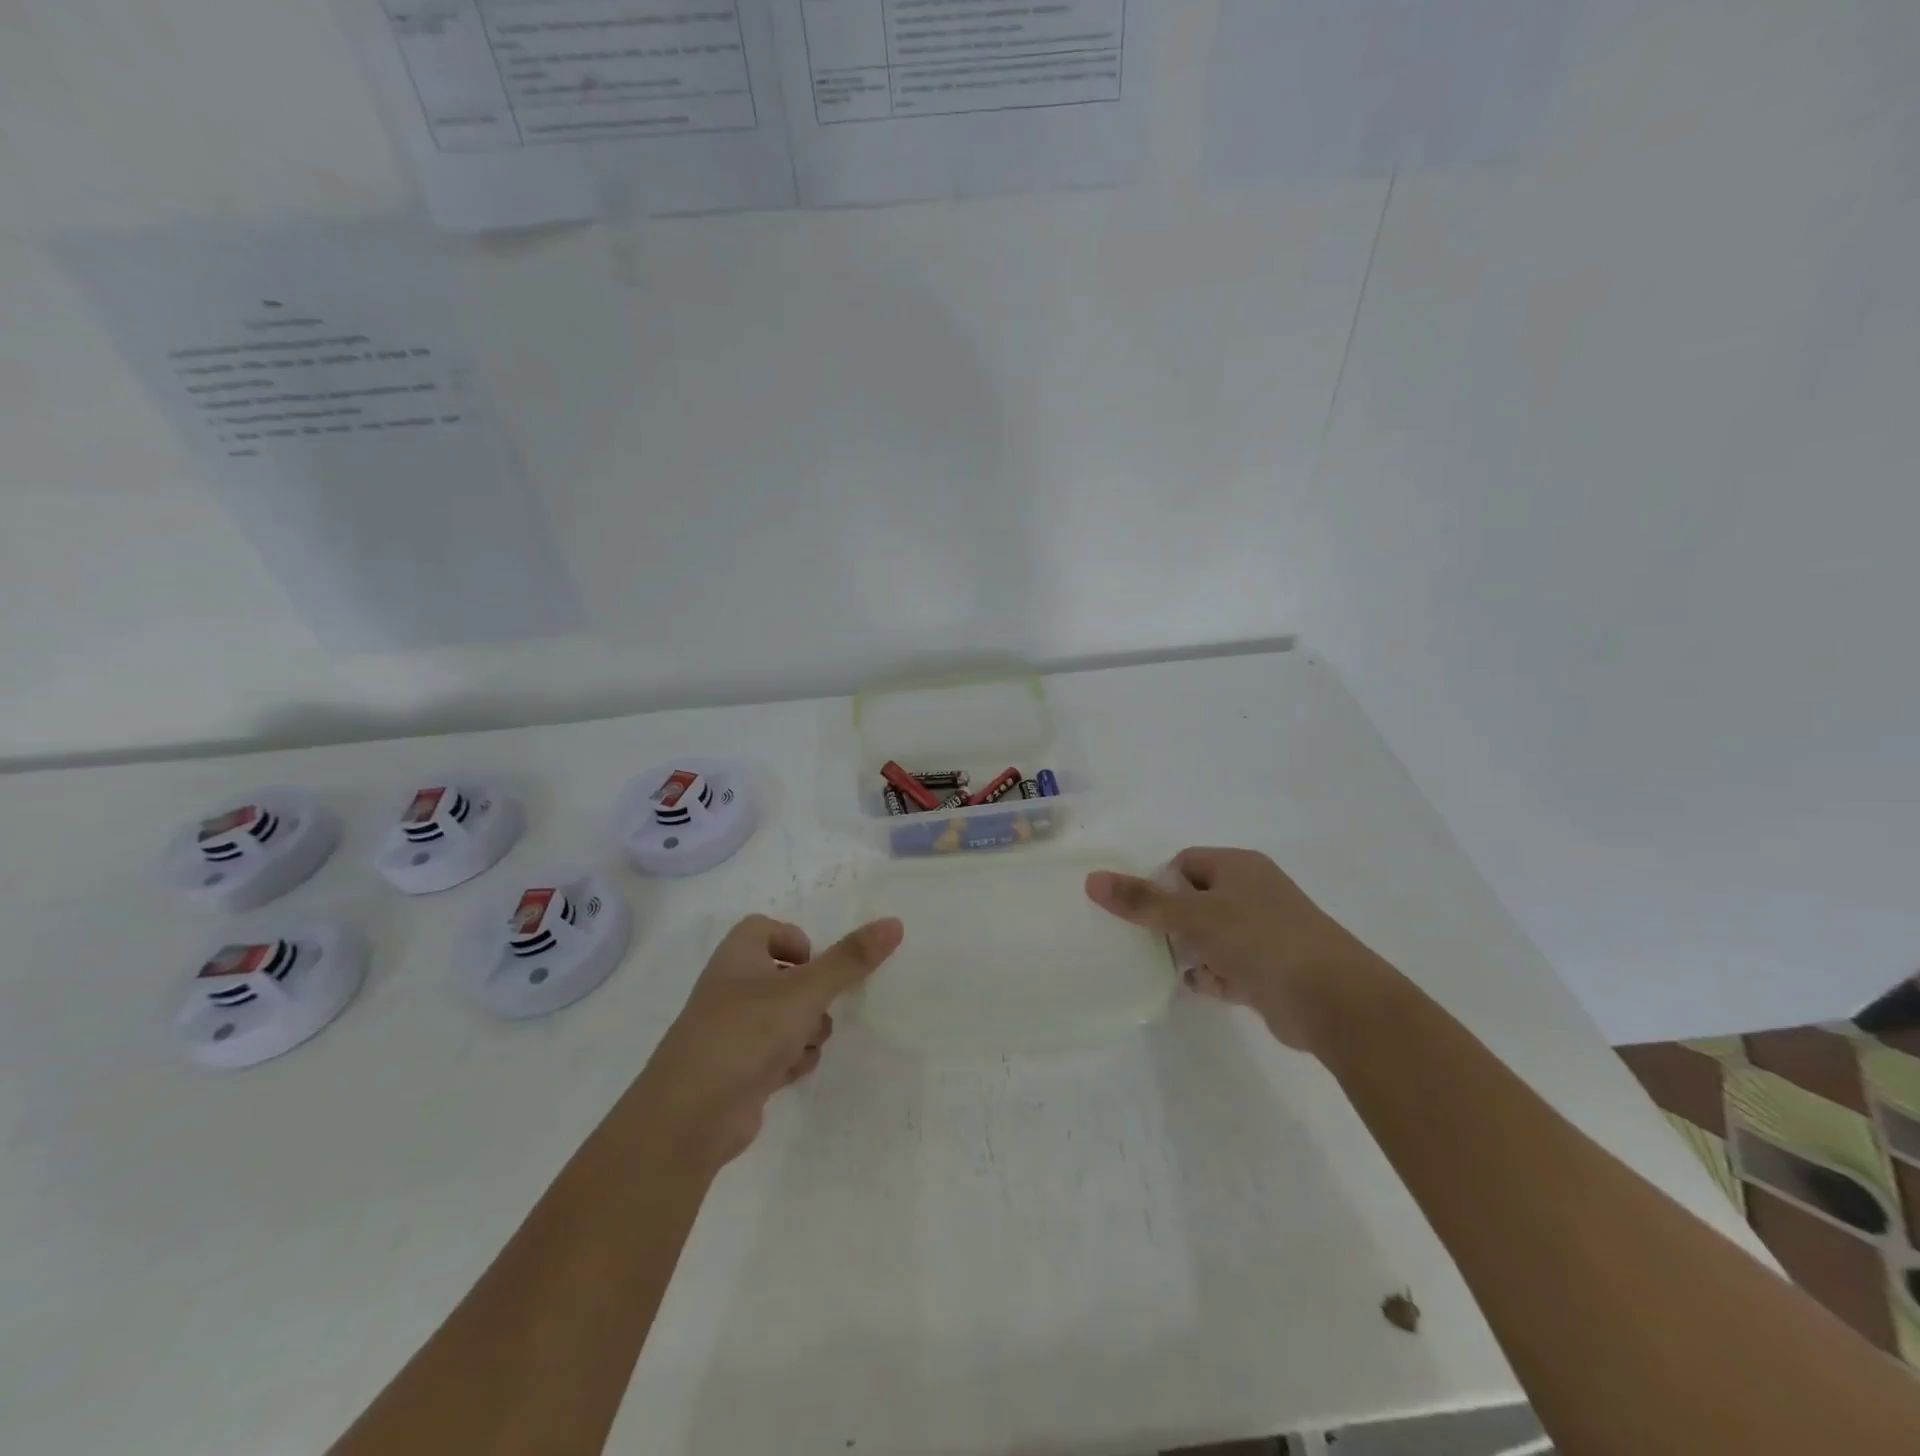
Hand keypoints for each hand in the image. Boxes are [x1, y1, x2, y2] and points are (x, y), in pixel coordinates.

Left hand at [630, 914, 903, 1172]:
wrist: (691, 1115)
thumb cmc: (746, 1033)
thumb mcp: (806, 990)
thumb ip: (851, 959)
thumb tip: (895, 923)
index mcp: (738, 956)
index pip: (766, 929)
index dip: (795, 942)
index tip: (816, 964)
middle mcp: (732, 987)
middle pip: (785, 975)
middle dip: (811, 995)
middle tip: (816, 1008)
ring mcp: (733, 1030)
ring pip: (787, 1016)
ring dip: (806, 1030)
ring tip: (802, 1045)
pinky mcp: (738, 1068)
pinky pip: (777, 1051)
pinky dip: (790, 1060)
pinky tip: (789, 1074)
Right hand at [1085, 847, 1395, 1052]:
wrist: (1332, 1000)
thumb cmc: (1259, 940)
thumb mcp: (1193, 916)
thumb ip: (1142, 901)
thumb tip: (1092, 879)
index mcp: (1238, 867)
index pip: (1185, 864)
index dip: (1159, 883)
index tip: (1138, 909)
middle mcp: (1253, 894)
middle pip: (1196, 900)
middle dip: (1170, 921)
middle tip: (1142, 940)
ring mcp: (1264, 934)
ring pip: (1211, 936)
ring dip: (1190, 951)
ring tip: (1164, 965)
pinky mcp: (1270, 971)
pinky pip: (1229, 967)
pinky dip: (1212, 976)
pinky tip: (1198, 986)